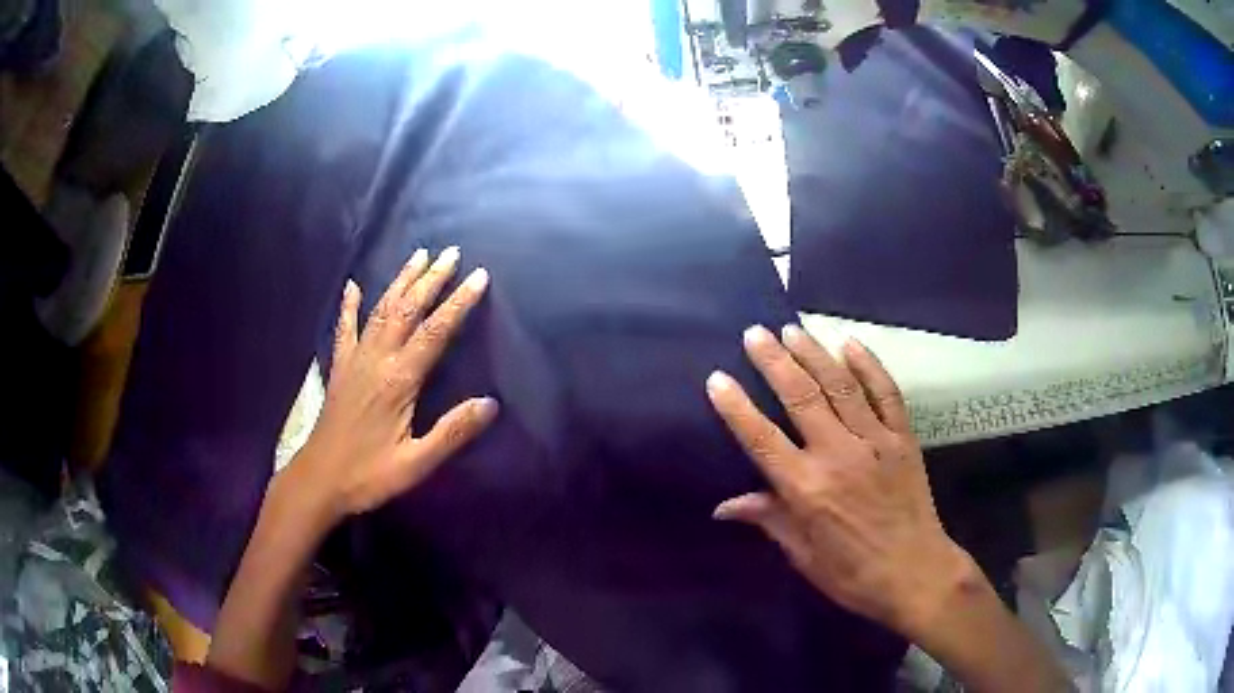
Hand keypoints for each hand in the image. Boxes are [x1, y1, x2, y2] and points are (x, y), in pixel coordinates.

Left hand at [289, 247, 497, 523]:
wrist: (319, 480)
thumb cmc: (369, 475)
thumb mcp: (416, 464)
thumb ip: (452, 433)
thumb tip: (490, 403)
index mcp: (399, 381)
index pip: (435, 332)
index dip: (458, 303)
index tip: (478, 276)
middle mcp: (377, 360)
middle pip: (407, 309)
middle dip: (431, 279)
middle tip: (450, 253)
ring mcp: (355, 361)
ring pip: (381, 310)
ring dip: (400, 281)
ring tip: (418, 256)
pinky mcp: (340, 369)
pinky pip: (345, 329)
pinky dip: (349, 305)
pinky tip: (352, 286)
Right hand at [706, 325, 974, 636]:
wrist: (916, 573)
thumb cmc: (852, 574)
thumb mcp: (803, 556)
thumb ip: (768, 520)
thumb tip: (723, 506)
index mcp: (807, 489)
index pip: (762, 438)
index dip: (737, 407)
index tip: (717, 378)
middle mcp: (839, 455)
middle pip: (801, 397)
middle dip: (774, 361)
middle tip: (755, 333)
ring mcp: (875, 442)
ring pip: (841, 386)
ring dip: (814, 353)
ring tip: (792, 330)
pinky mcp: (903, 438)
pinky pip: (886, 393)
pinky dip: (869, 365)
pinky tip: (850, 343)